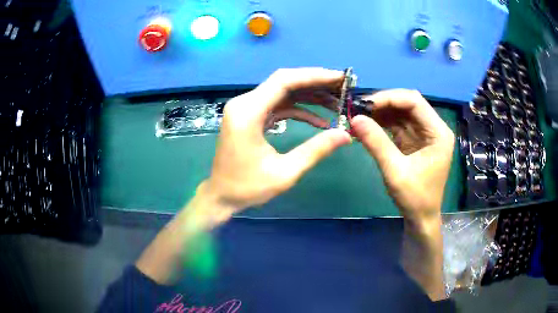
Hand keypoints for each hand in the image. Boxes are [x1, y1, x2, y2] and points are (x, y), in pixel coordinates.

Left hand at [201, 68, 351, 216]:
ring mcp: (246, 109)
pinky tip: (319, 121)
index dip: (314, 76)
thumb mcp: (285, 172)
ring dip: (309, 96)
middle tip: (342, 88)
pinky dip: (298, 109)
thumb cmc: (247, 188)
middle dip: (315, 83)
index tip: (339, 78)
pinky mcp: (250, 117)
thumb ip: (316, 150)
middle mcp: (244, 103)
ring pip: (283, 93)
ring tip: (336, 103)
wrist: (221, 196)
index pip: (284, 81)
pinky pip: (277, 106)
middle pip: (284, 82)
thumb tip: (346, 135)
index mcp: (247, 112)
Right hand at [350, 90, 454, 223]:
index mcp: (438, 132)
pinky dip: (382, 123)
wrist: (421, 218)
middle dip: (384, 103)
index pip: (415, 102)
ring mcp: (424, 134)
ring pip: (401, 112)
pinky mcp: (414, 141)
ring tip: (360, 115)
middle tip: (359, 109)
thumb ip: (376, 143)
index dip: (390, 98)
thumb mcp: (395, 171)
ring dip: (381, 112)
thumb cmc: (415, 198)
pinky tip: (367, 125)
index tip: (366, 104)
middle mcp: (434, 128)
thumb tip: (355, 119)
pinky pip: (398, 125)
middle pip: (408, 104)